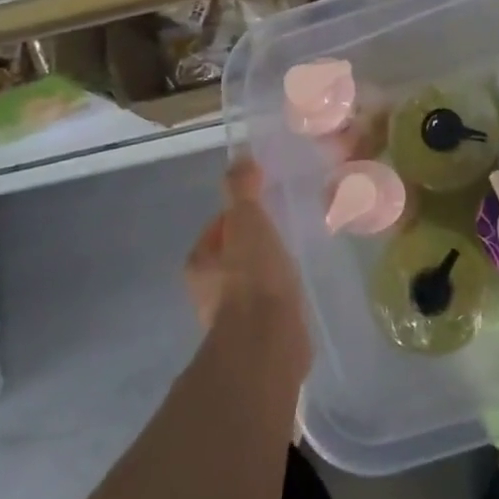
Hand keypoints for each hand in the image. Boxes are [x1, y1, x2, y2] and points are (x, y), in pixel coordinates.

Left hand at [185, 161, 309, 374]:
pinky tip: (298, 292)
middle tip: (282, 233)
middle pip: (231, 257)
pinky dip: (278, 298)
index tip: (263, 210)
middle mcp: (207, 292)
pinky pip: (267, 307)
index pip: (217, 228)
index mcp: (199, 262)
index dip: (239, 215)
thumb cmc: (252, 276)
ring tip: (293, 261)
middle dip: (253, 246)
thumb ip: (242, 189)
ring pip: (249, 284)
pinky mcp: (256, 338)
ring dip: (267, 274)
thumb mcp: (247, 220)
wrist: (267, 342)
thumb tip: (239, 156)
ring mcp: (231, 318)